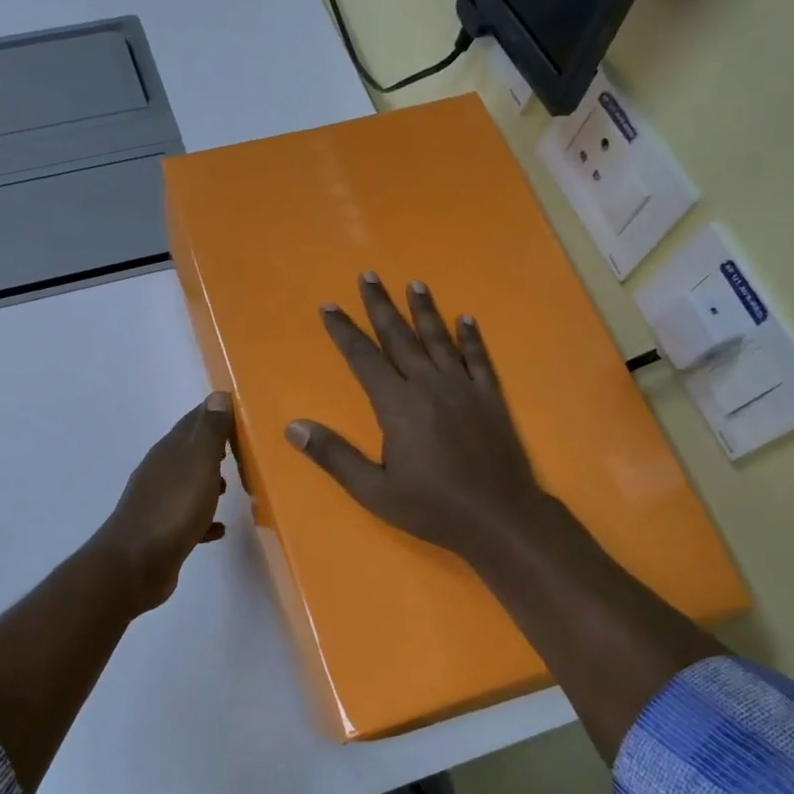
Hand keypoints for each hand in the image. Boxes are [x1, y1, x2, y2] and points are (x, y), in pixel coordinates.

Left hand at [92, 392, 236, 609]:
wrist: (135, 564)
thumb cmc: (173, 508)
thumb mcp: (198, 463)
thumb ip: (209, 431)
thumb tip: (217, 395)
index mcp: (169, 451)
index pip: (193, 421)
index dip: (215, 414)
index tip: (241, 414)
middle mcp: (161, 472)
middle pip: (190, 453)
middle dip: (215, 450)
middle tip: (244, 452)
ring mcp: (158, 503)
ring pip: (188, 485)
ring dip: (209, 484)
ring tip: (234, 488)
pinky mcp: (161, 533)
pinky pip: (188, 519)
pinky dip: (204, 519)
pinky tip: (219, 530)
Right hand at [286, 273, 563, 564]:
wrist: (500, 517)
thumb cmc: (432, 507)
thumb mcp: (374, 490)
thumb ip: (334, 455)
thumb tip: (293, 427)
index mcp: (397, 405)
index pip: (363, 358)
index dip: (344, 331)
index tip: (329, 306)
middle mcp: (429, 385)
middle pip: (399, 337)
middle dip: (380, 306)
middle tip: (368, 276)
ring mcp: (464, 388)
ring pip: (439, 339)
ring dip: (425, 311)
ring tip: (414, 284)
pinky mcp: (491, 398)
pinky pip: (478, 359)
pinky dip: (471, 338)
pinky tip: (466, 319)